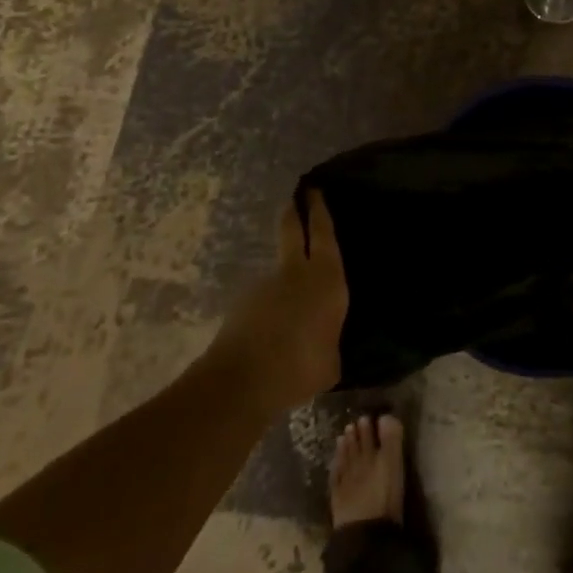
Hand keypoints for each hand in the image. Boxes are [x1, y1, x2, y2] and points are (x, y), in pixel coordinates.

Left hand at [210, 188, 348, 408]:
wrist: (243, 382)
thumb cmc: (302, 366)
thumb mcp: (331, 361)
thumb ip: (329, 342)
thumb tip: (325, 344)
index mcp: (326, 277)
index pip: (324, 233)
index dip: (319, 210)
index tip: (314, 190)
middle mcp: (295, 272)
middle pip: (292, 230)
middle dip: (294, 212)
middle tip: (295, 197)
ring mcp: (264, 286)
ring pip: (276, 269)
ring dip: (282, 277)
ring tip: (288, 302)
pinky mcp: (240, 306)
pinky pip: (261, 301)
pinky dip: (267, 309)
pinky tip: (271, 333)